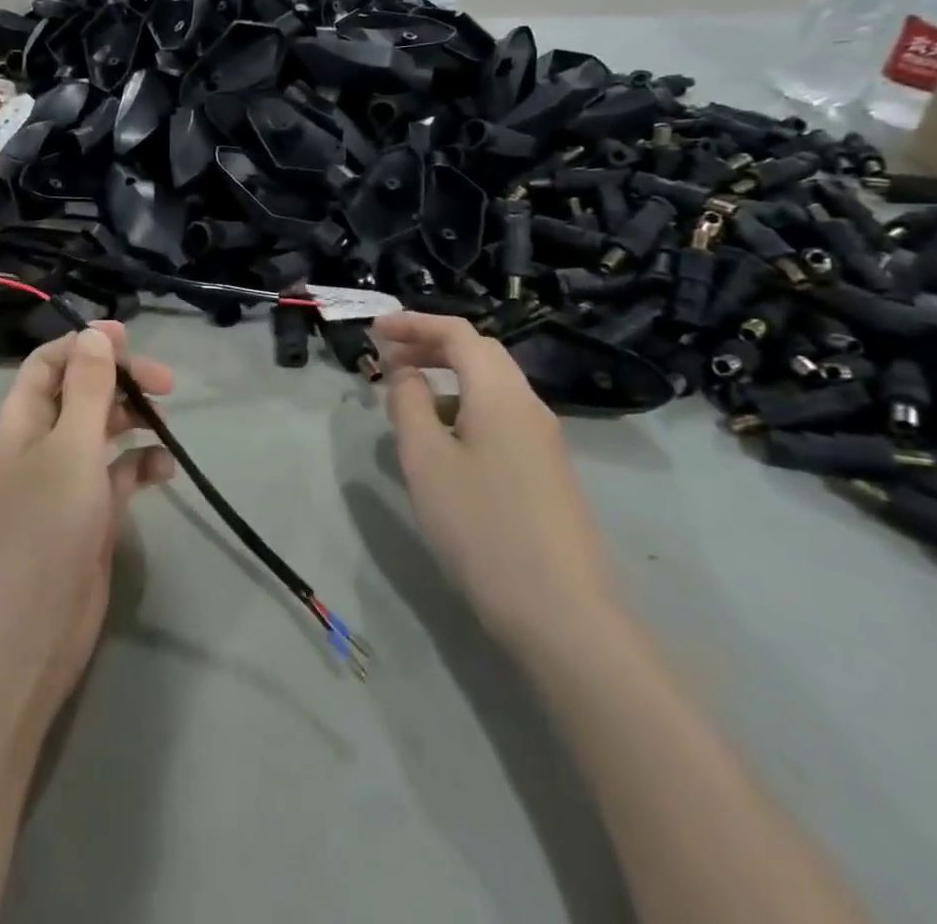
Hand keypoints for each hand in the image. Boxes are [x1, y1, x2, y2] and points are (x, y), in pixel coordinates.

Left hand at [0, 322, 175, 719]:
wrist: (33, 630)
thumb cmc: (47, 526)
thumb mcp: (71, 446)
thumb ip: (87, 388)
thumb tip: (96, 334)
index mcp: (19, 421)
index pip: (49, 363)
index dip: (86, 345)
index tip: (131, 341)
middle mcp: (37, 444)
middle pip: (78, 392)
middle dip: (119, 381)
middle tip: (164, 383)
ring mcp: (62, 480)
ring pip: (99, 431)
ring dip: (132, 420)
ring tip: (164, 423)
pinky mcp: (86, 512)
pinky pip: (115, 473)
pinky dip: (139, 464)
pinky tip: (165, 470)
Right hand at [373, 312, 622, 653]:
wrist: (561, 612)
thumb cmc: (482, 525)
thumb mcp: (426, 460)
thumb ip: (408, 404)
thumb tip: (405, 373)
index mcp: (500, 392)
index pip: (457, 332)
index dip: (413, 323)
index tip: (375, 330)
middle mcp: (528, 404)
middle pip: (478, 352)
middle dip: (430, 345)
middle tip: (387, 358)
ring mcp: (543, 439)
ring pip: (491, 385)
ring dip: (447, 377)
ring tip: (407, 400)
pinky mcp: (546, 469)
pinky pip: (500, 415)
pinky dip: (464, 406)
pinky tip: (443, 442)